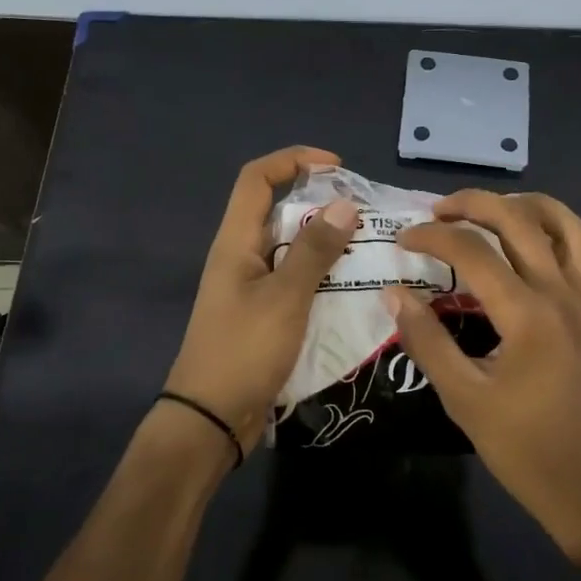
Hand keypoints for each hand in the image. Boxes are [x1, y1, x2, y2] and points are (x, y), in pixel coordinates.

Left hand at [163, 146, 359, 452]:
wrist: (212, 420)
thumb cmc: (243, 351)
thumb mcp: (285, 298)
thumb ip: (314, 251)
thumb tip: (344, 205)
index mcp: (236, 242)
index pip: (256, 178)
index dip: (292, 160)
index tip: (336, 167)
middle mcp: (241, 256)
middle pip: (277, 209)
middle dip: (320, 202)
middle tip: (363, 213)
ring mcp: (251, 286)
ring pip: (291, 247)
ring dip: (325, 241)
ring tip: (368, 247)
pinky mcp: (264, 314)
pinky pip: (296, 280)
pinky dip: (322, 275)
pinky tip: (354, 287)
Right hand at [388, 190, 580, 562]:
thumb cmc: (521, 446)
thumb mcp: (462, 397)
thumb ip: (426, 340)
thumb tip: (394, 293)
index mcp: (527, 314)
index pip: (473, 251)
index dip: (433, 237)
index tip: (403, 241)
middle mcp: (562, 294)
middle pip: (521, 221)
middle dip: (475, 203)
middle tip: (439, 210)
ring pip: (571, 227)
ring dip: (532, 206)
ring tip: (495, 210)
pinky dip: (576, 242)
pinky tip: (548, 248)